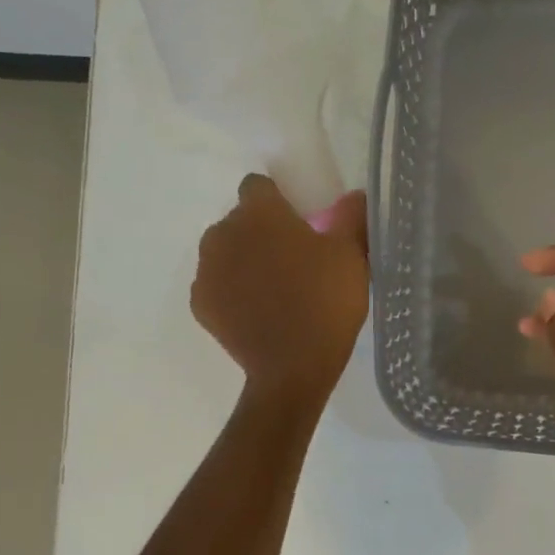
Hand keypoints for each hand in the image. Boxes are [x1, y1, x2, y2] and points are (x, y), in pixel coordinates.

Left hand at [192, 176, 369, 404]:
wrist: (293, 368)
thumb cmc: (325, 302)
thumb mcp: (351, 256)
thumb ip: (350, 218)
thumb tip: (354, 196)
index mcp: (259, 213)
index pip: (258, 186)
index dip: (278, 200)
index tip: (299, 222)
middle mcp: (223, 233)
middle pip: (240, 220)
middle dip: (261, 232)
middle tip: (293, 260)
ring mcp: (207, 270)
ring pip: (225, 252)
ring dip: (244, 260)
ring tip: (274, 289)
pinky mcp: (200, 303)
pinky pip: (216, 285)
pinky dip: (232, 292)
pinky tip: (257, 312)